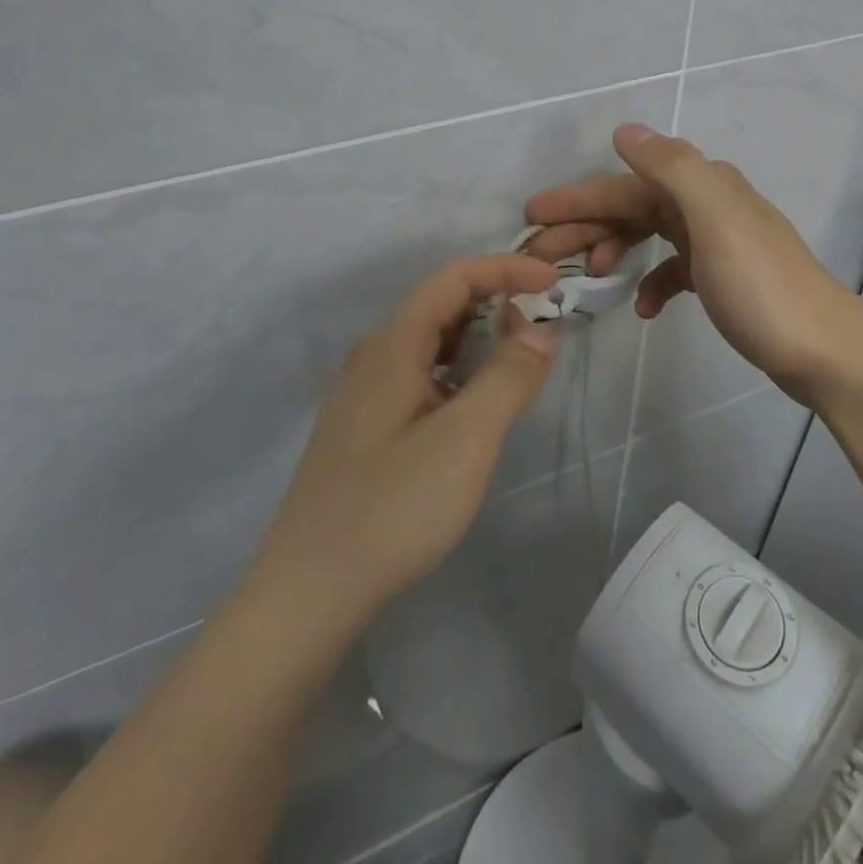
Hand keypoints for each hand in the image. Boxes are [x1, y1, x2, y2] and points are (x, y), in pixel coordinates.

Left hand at [253, 255, 561, 632]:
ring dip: (480, 339)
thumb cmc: (392, 508)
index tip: (554, 283)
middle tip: (545, 327)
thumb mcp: (466, 439)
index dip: (506, 269)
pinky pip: (422, 375)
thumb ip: (509, 377)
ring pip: (432, 343)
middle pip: (442, 305)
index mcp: (393, 345)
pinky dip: (460, 371)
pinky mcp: (366, 426)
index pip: (454, 278)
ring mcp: (365, 393)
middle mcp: (374, 356)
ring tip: (521, 362)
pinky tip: (476, 405)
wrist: (308, 593)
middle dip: (497, 301)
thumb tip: (541, 330)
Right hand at [524, 124, 862, 403]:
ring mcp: (718, 242)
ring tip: (587, 276)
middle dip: (586, 226)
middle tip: (540, 255)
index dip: (578, 198)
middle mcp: (709, 204)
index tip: (532, 216)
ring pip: (650, 234)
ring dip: (614, 249)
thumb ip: (672, 169)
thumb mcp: (715, 220)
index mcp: (704, 186)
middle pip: (634, 208)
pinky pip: (674, 269)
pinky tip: (643, 306)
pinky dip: (652, 281)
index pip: (626, 186)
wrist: (824, 351)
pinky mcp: (724, 278)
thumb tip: (626, 131)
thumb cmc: (762, 287)